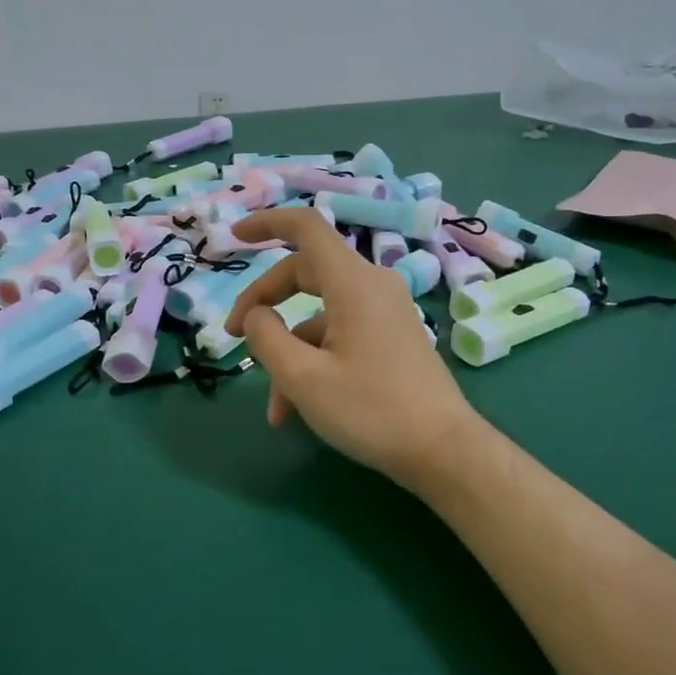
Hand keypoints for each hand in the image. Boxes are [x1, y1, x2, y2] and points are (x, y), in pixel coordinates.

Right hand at [223, 208, 480, 484]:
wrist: (443, 451)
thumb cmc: (371, 411)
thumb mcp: (303, 378)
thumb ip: (266, 337)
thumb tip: (255, 315)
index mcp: (353, 283)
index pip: (306, 227)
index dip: (266, 223)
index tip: (234, 238)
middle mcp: (372, 286)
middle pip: (304, 274)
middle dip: (264, 305)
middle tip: (232, 336)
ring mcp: (385, 312)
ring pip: (319, 315)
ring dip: (290, 353)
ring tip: (276, 409)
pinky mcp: (392, 337)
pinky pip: (341, 335)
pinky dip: (315, 362)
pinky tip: (299, 409)